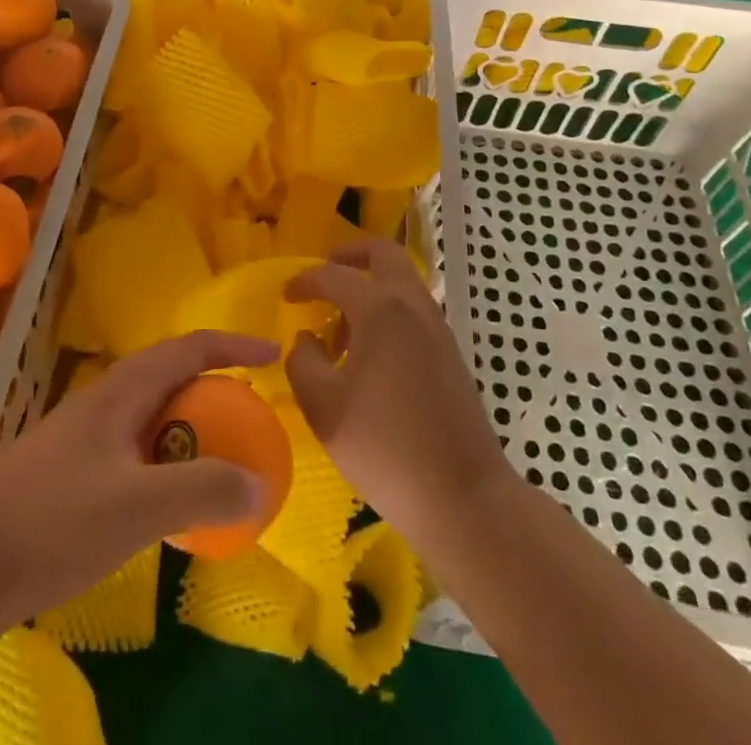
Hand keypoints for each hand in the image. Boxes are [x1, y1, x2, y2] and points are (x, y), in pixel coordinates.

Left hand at [0, 329, 279, 631]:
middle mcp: (104, 399)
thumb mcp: (138, 507)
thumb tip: (260, 484)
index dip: (234, 345)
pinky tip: (166, 499)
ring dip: (189, 424)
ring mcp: (83, 433)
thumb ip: (203, 490)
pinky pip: (135, 447)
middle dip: (215, 385)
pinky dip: (165, 459)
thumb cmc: (55, 521)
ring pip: (151, 414)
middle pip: (171, 375)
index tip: (273, 354)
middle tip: (250, 416)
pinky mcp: (70, 469)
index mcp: (122, 389)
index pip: (189, 347)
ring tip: (217, 456)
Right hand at [285, 239, 514, 548]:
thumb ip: (303, 362)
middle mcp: (413, 305)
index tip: (285, 296)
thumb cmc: (386, 449)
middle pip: (383, 253)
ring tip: (340, 327)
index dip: (304, 281)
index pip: (334, 275)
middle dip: (349, 254)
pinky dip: (388, 310)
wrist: (464, 497)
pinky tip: (369, 354)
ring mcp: (437, 327)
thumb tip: (307, 340)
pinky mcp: (450, 353)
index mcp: (381, 309)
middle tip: (323, 275)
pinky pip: (413, 309)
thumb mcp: (324, 408)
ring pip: (402, 281)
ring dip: (370, 286)